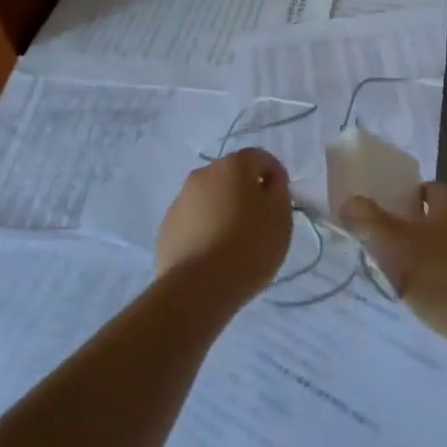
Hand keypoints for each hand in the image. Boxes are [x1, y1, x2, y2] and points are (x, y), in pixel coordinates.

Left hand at [156, 149, 292, 306]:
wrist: (198, 287)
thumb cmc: (249, 246)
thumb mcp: (281, 217)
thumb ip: (278, 191)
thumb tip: (267, 183)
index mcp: (233, 166)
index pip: (260, 158)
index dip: (275, 177)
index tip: (280, 203)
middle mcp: (202, 174)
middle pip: (231, 177)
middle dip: (246, 193)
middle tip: (258, 222)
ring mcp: (180, 200)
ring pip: (209, 198)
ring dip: (223, 210)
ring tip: (233, 242)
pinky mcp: (166, 227)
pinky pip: (193, 221)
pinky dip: (204, 229)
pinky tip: (212, 254)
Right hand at [341, 183, 446, 356]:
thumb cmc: (441, 276)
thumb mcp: (394, 245)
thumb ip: (368, 221)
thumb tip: (349, 202)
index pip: (422, 188)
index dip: (397, 199)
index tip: (374, 216)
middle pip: (429, 218)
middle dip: (403, 230)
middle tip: (377, 247)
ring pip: (440, 246)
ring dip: (418, 258)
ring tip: (392, 276)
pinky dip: (435, 280)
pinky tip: (419, 298)